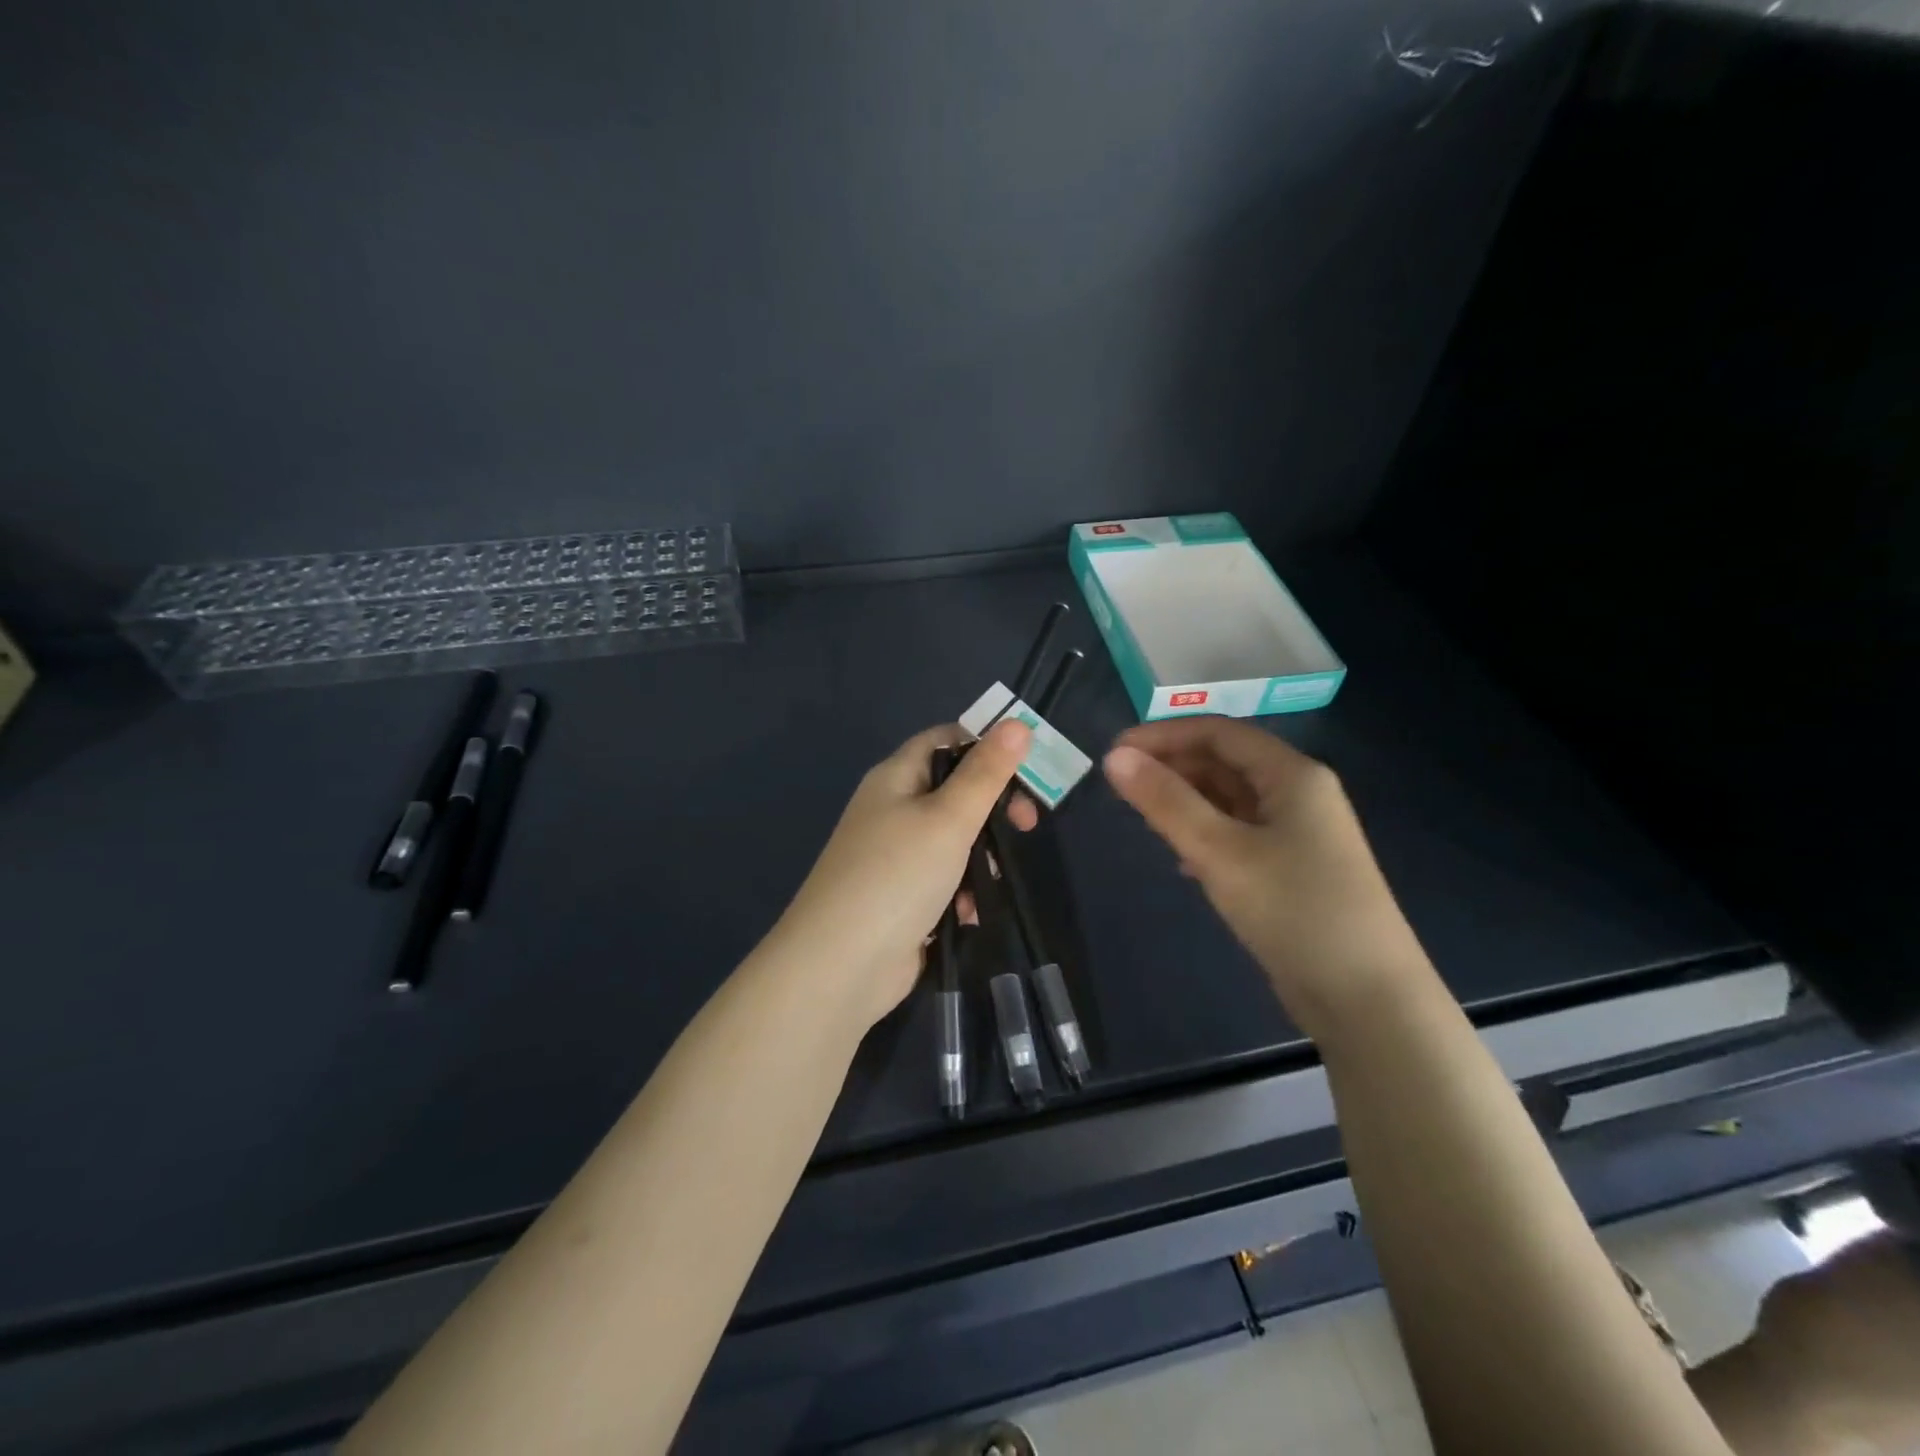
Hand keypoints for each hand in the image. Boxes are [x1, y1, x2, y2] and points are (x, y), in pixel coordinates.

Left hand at [771, 720, 1036, 1027]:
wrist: (840, 965)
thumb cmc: (896, 876)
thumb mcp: (949, 817)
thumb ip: (987, 772)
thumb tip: (1017, 722)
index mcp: (895, 777)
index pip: (945, 740)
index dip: (985, 746)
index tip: (1024, 772)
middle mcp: (892, 809)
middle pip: (954, 791)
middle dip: (991, 809)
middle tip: (1024, 827)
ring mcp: (894, 855)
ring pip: (953, 839)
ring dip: (980, 858)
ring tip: (988, 881)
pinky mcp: (901, 896)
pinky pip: (943, 880)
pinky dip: (961, 892)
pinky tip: (969, 914)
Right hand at [1102, 716, 1429, 1034]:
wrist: (1367, 1000)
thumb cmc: (1294, 910)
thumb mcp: (1220, 852)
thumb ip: (1166, 801)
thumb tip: (1115, 757)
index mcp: (1292, 775)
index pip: (1218, 732)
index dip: (1164, 735)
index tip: (1115, 753)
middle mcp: (1299, 794)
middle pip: (1226, 762)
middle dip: (1173, 767)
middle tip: (1120, 787)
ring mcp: (1299, 835)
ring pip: (1231, 800)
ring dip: (1187, 801)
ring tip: (1143, 817)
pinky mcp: (1293, 870)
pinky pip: (1240, 834)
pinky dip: (1206, 834)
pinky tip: (1182, 859)